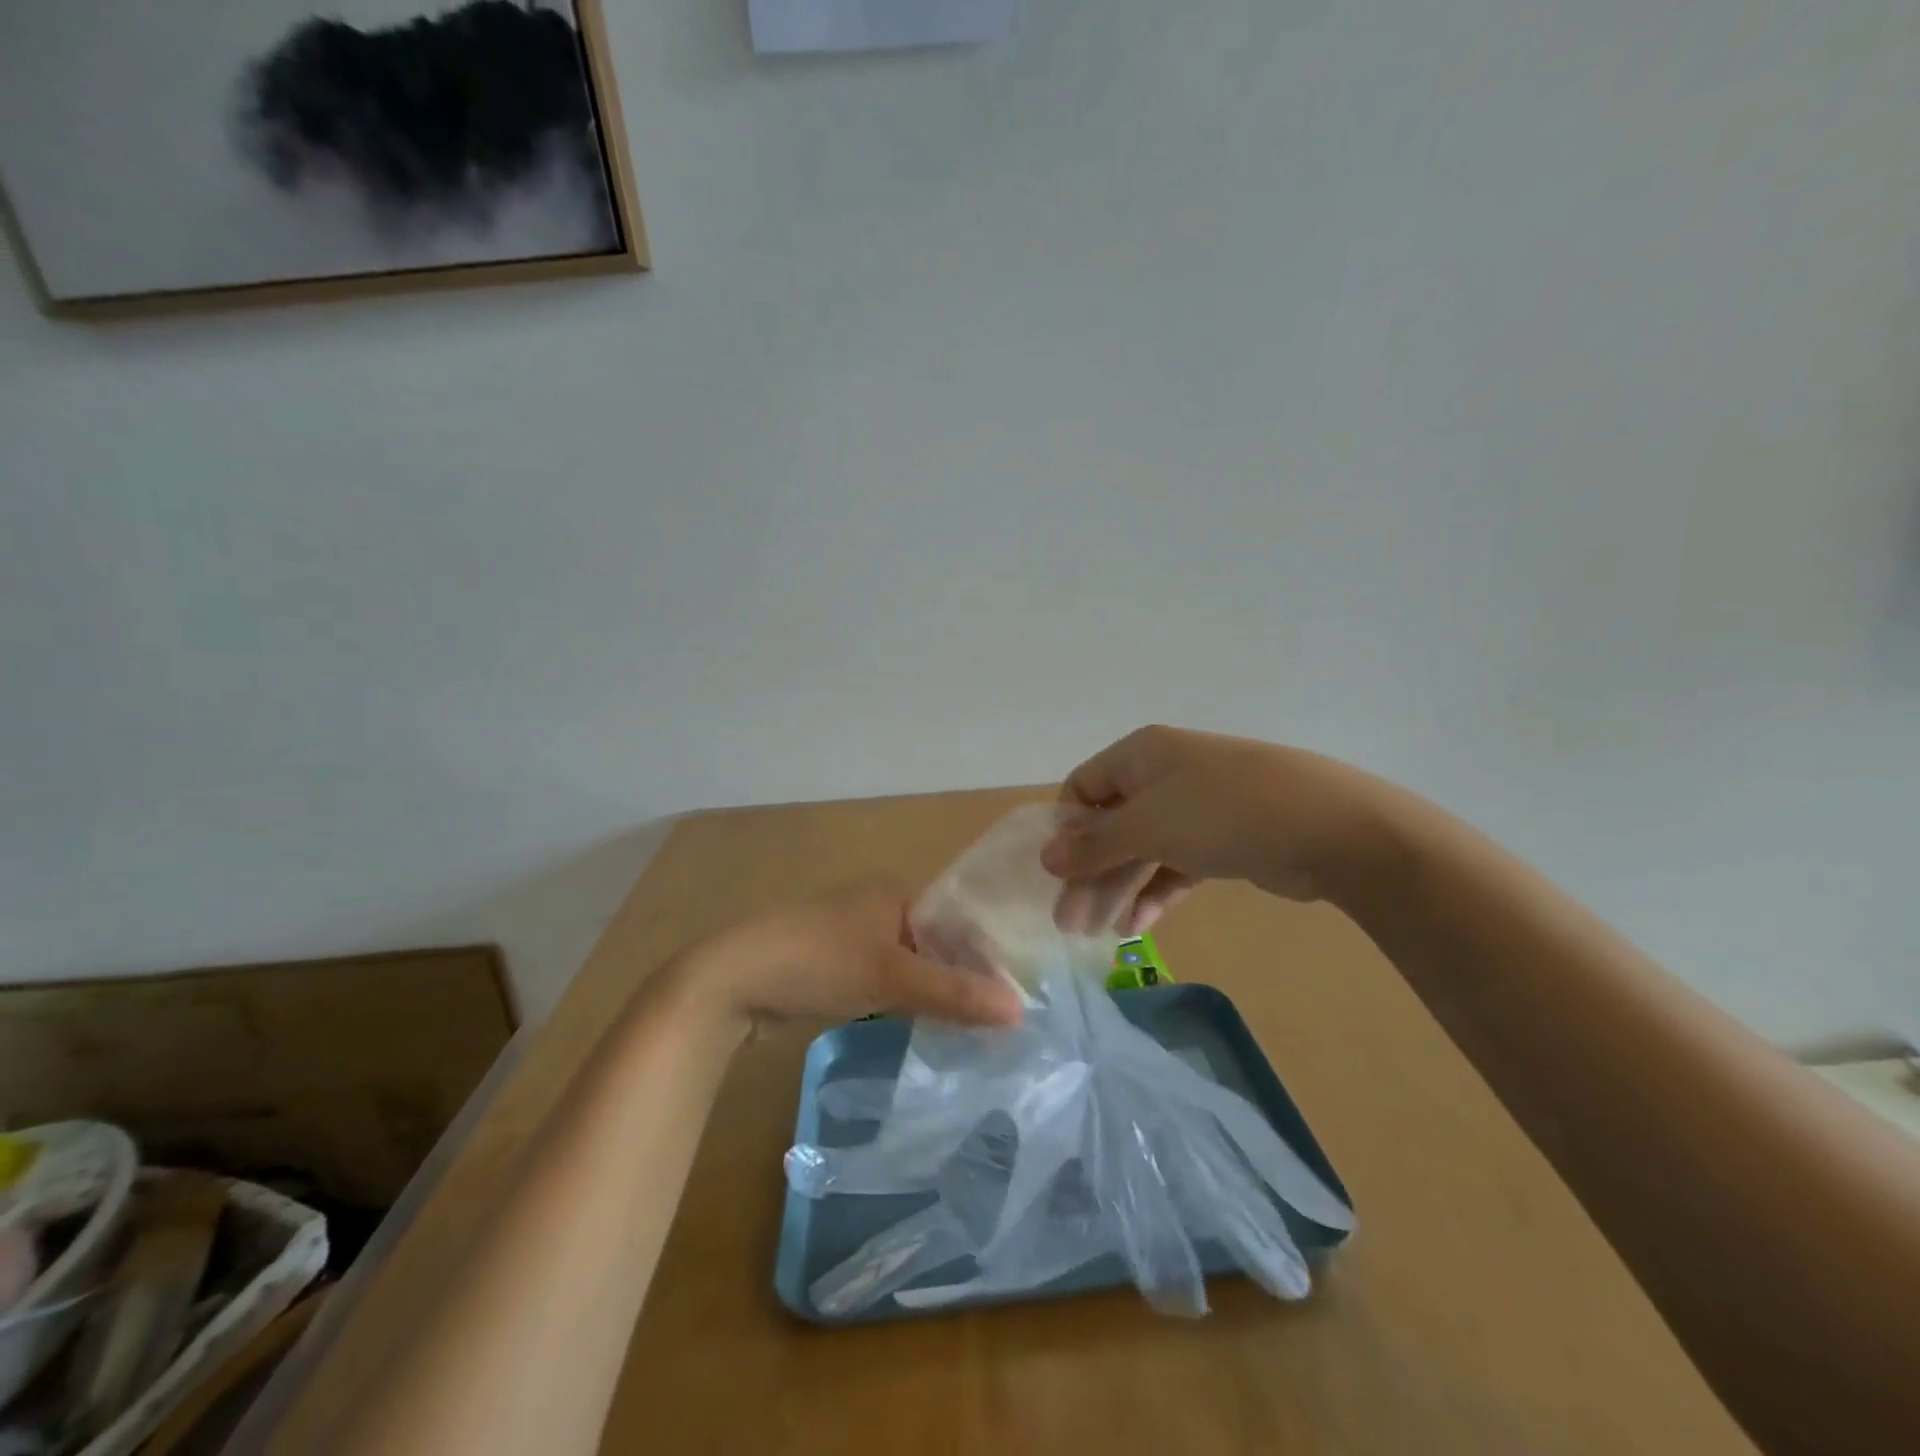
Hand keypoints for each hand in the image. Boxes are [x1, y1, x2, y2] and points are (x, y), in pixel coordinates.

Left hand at [683, 879, 1024, 1032]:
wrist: (733, 979)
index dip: (983, 955)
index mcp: (894, 891)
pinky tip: (917, 1025)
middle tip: (992, 1018)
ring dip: (928, 991)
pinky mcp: (828, 964)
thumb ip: (954, 994)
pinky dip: (897, 999)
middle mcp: (874, 905)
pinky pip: (879, 980)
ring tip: (965, 1027)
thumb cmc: (820, 961)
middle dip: (956, 977)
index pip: (955, 920)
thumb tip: (1019, 1011)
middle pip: (932, 943)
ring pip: (905, 964)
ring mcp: (848, 935)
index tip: (1010, 994)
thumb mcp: (892, 977)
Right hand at [1042, 725, 1393, 933]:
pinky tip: (1137, 928)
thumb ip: (1094, 844)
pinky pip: (1175, 866)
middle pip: (1111, 825)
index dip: (1066, 829)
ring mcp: (1196, 809)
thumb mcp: (1147, 825)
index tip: (1057, 874)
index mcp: (1140, 755)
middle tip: (1070, 923)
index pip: (1083, 787)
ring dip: (1118, 888)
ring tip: (1098, 933)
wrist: (1328, 827)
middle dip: (1089, 873)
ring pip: (1143, 849)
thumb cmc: (1221, 812)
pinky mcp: (1223, 842)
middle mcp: (1164, 776)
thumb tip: (1047, 857)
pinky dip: (1155, 893)